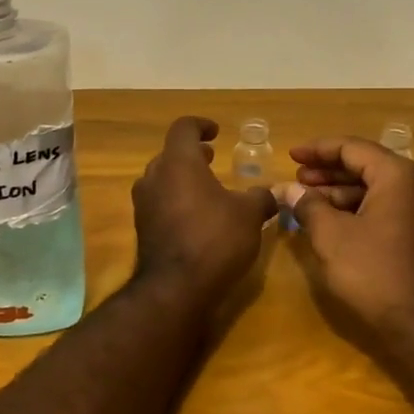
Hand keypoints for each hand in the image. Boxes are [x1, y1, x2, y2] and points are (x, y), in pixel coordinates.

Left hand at [132, 117, 279, 304]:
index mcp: (178, 162)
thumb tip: (271, 193)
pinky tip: (197, 218)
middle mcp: (154, 177)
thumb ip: (260, 197)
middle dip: (192, 155)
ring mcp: (144, 205)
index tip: (216, 132)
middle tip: (211, 159)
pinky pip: (160, 204)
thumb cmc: (215, 239)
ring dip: (183, 179)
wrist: (175, 288)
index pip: (184, 128)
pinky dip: (177, 202)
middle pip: (170, 155)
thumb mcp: (249, 215)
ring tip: (207, 189)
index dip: (201, 125)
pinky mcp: (142, 230)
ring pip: (162, 180)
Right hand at [283, 137, 413, 344]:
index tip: (291, 156)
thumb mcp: (332, 236)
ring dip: (343, 194)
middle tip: (298, 180)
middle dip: (329, 173)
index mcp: (399, 176)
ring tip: (309, 204)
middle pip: (368, 166)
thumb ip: (309, 206)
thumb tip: (289, 189)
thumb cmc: (375, 274)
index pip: (353, 148)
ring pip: (379, 190)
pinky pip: (390, 209)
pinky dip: (361, 211)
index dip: (318, 150)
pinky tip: (335, 224)